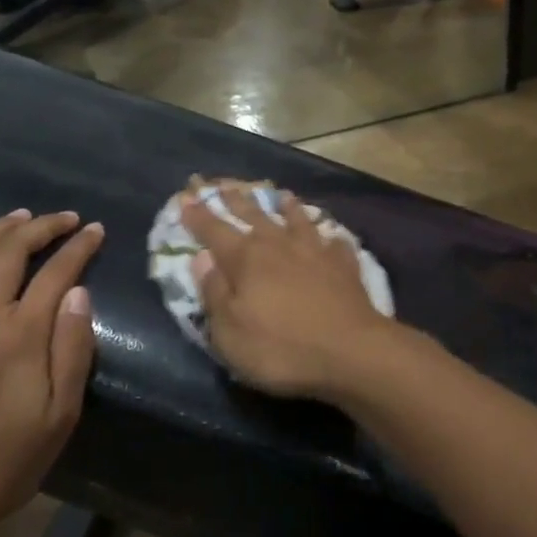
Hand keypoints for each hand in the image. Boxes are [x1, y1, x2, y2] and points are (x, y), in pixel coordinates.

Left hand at [0, 209, 103, 536]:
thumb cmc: (9, 459)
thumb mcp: (62, 412)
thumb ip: (73, 348)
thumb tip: (79, 292)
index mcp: (21, 334)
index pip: (57, 271)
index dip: (80, 246)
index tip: (95, 231)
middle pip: (11, 250)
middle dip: (43, 226)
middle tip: (64, 219)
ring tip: (20, 218)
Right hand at [181, 184, 407, 399]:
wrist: (351, 351)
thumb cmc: (281, 348)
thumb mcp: (230, 333)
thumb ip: (214, 293)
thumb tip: (201, 259)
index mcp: (246, 260)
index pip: (214, 231)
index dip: (198, 216)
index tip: (186, 198)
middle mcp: (279, 246)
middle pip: (254, 216)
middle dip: (237, 201)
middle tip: (226, 185)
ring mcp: (315, 252)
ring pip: (297, 220)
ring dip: (286, 207)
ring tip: (281, 194)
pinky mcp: (344, 266)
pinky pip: (334, 243)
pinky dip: (329, 237)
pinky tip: (331, 236)